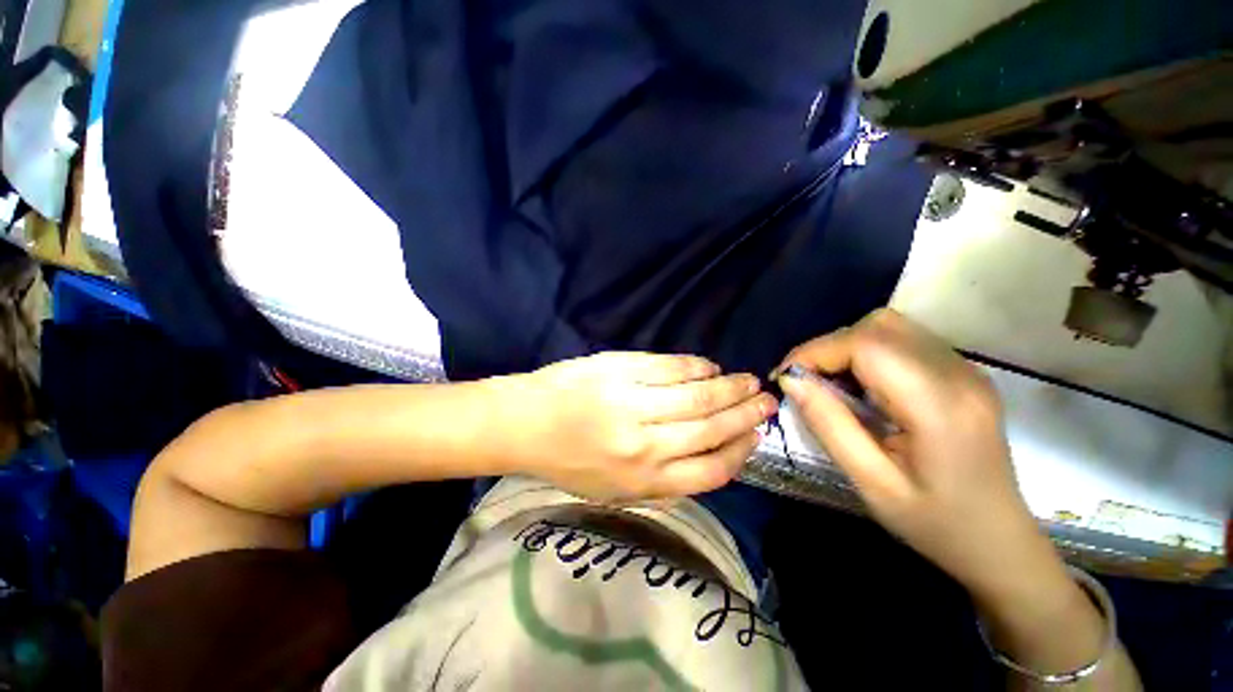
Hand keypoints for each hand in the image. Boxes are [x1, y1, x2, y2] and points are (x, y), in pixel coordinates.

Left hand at [498, 351, 776, 502]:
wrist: (524, 423)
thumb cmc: (568, 461)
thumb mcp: (615, 489)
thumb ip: (662, 480)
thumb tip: (707, 454)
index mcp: (643, 481)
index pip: (711, 470)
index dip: (741, 452)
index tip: (756, 436)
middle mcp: (644, 444)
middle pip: (710, 428)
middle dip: (745, 413)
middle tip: (766, 400)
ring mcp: (633, 402)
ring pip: (696, 395)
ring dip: (728, 386)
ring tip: (747, 380)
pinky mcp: (621, 369)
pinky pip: (670, 367)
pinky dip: (695, 366)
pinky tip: (709, 366)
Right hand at [775, 310, 1054, 595]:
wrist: (999, 542)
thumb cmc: (934, 523)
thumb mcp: (871, 484)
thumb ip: (829, 426)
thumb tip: (790, 382)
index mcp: (939, 406)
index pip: (867, 345)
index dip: (816, 352)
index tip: (786, 377)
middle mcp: (958, 375)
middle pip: (879, 327)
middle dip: (829, 347)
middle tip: (806, 382)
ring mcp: (967, 370)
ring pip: (890, 327)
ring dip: (847, 347)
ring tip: (831, 382)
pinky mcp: (963, 373)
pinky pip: (904, 341)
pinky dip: (868, 352)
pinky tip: (862, 385)